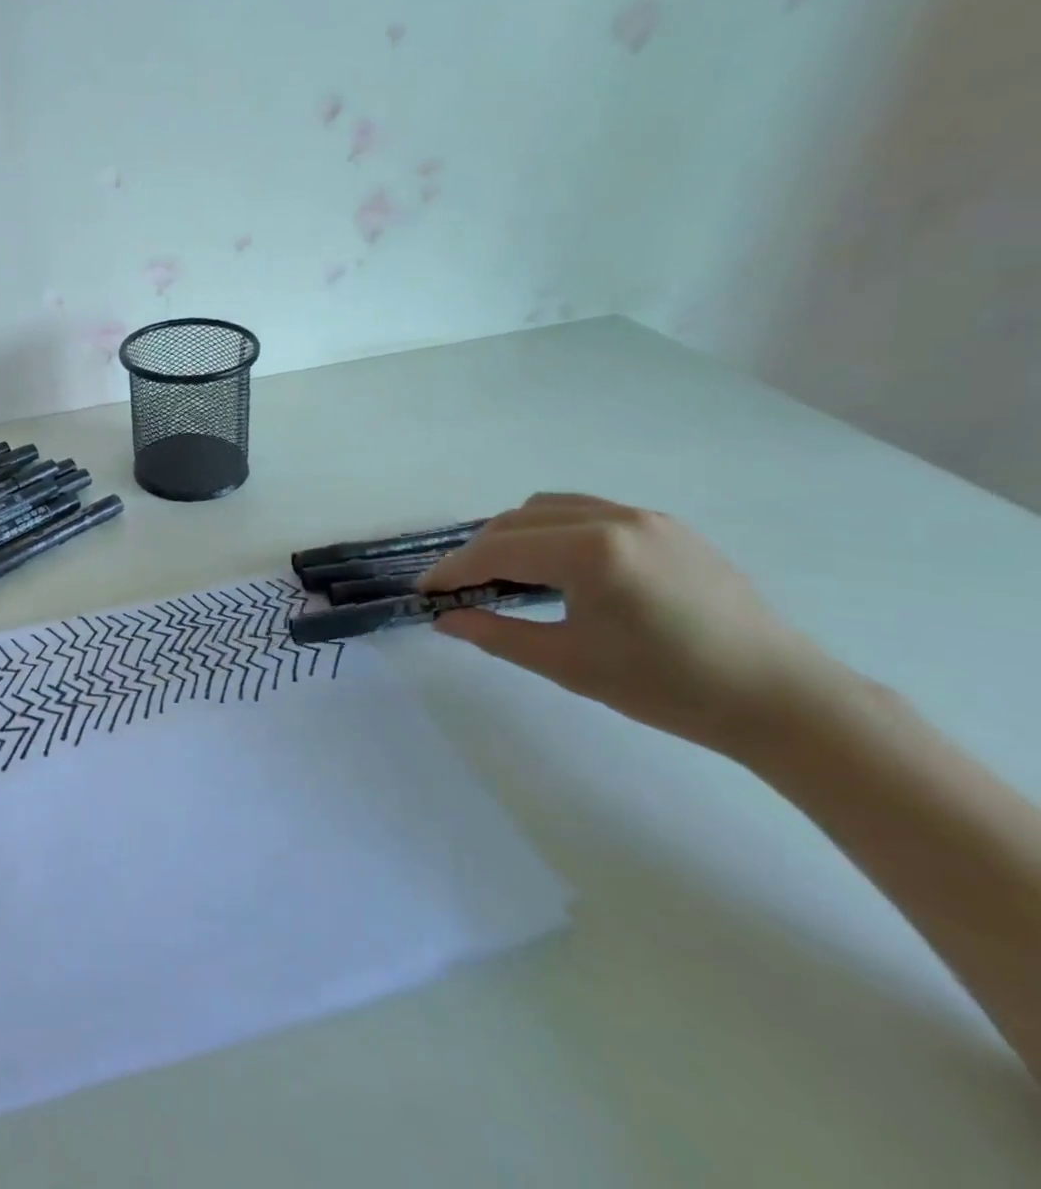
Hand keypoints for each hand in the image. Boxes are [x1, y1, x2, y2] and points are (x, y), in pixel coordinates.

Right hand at [419, 493, 854, 757]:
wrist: (781, 698)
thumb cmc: (668, 687)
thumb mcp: (569, 664)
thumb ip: (496, 635)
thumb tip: (446, 620)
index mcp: (591, 550)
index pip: (498, 549)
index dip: (453, 569)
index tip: (425, 590)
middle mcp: (615, 518)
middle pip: (518, 519)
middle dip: (479, 551)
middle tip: (461, 589)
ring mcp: (645, 517)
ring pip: (551, 507)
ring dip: (515, 534)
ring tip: (506, 574)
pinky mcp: (668, 526)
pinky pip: (589, 511)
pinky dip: (555, 530)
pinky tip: (560, 567)